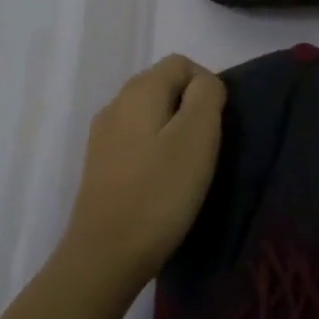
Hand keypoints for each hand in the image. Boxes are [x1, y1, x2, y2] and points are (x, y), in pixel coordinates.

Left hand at [59, 54, 226, 296]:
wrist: (105, 255)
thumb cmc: (159, 193)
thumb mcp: (197, 138)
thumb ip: (206, 97)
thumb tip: (205, 84)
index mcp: (139, 91)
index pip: (181, 63)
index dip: (207, 85)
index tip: (218, 125)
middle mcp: (115, 104)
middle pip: (163, 85)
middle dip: (191, 107)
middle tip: (207, 148)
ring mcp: (103, 135)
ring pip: (149, 114)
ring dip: (174, 130)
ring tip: (188, 168)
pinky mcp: (100, 165)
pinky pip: (136, 140)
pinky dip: (155, 150)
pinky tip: (163, 181)